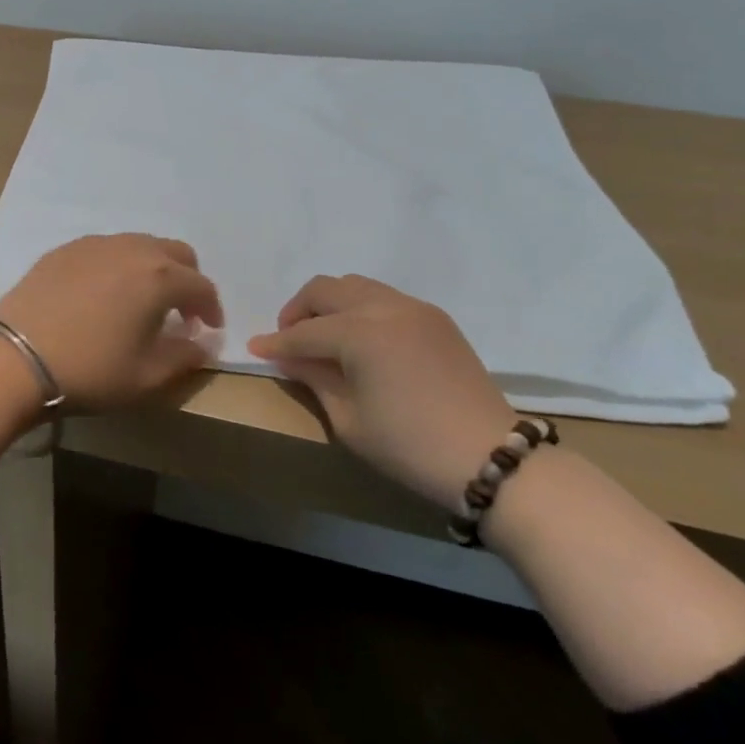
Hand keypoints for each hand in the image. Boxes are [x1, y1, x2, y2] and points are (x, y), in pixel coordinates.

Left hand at [0, 234, 223, 412]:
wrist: (13, 357)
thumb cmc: (89, 370)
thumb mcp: (146, 377)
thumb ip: (184, 358)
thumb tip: (201, 345)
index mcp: (159, 277)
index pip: (201, 286)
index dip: (211, 309)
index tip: (208, 330)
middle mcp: (132, 249)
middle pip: (176, 253)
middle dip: (187, 280)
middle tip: (180, 311)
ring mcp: (94, 245)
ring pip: (140, 245)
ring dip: (153, 269)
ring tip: (141, 301)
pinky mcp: (64, 250)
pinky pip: (105, 249)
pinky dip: (118, 265)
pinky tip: (103, 294)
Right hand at [247, 275, 514, 508]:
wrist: (489, 457)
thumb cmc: (408, 446)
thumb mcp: (348, 419)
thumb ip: (314, 378)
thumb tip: (288, 357)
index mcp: (360, 333)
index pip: (304, 332)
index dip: (276, 343)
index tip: (255, 348)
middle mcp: (385, 307)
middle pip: (327, 290)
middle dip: (299, 310)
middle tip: (288, 339)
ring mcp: (414, 309)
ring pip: (356, 286)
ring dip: (330, 304)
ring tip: (322, 336)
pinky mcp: (435, 319)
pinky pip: (384, 298)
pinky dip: (360, 309)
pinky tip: (359, 340)